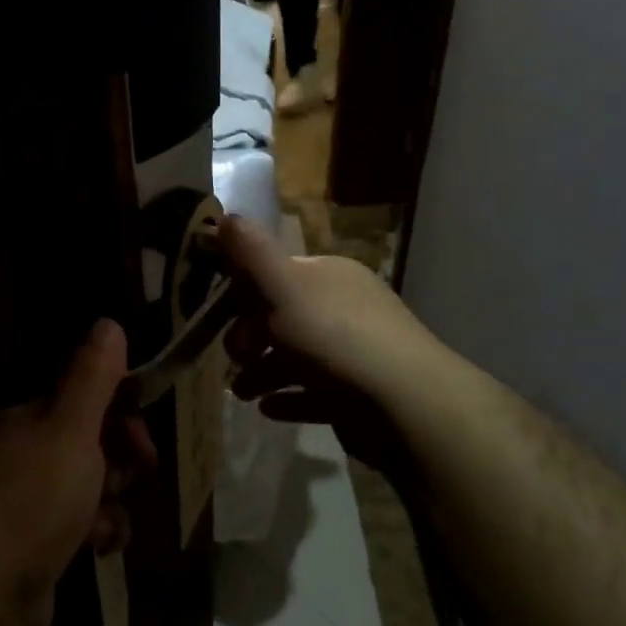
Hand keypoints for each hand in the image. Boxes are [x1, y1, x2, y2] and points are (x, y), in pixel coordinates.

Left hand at [0, 320, 154, 625]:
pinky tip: (101, 547)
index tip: (145, 429)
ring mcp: (20, 503)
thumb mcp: (71, 429)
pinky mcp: (28, 547)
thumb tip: (107, 322)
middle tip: (141, 471)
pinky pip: (74, 527)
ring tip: (113, 518)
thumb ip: (92, 377)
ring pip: (84, 487)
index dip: (118, 407)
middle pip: (84, 441)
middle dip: (119, 455)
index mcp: (24, 419)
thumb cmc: (35, 500)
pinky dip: (94, 532)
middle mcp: (17, 454)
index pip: (78, 397)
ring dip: (110, 499)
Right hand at [216, 216, 431, 474]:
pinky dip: (289, 399)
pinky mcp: (359, 395)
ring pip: (296, 358)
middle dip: (250, 339)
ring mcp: (354, 354)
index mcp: (328, 276)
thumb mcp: (282, 286)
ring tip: (243, 394)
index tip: (220, 317)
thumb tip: (226, 216)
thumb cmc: (334, 337)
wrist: (405, 404)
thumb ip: (251, 252)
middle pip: (283, 318)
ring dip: (263, 373)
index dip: (245, 294)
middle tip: (236, 360)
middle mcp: (344, 308)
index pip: (276, 275)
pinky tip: (268, 409)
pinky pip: (314, 394)